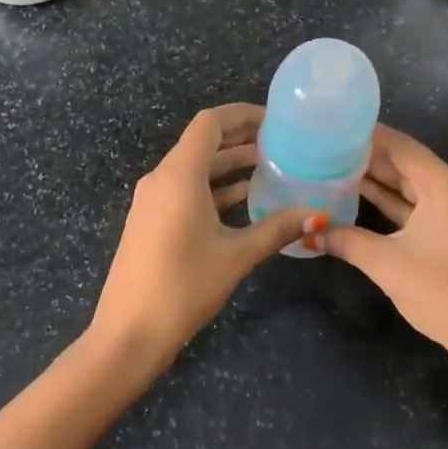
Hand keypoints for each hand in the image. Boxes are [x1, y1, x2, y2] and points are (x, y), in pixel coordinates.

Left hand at [90, 104, 324, 372]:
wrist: (128, 333)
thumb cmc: (183, 287)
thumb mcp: (235, 256)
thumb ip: (277, 229)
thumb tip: (318, 214)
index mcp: (179, 175)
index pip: (209, 123)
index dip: (242, 115)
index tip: (275, 121)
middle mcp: (161, 178)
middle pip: (202, 143)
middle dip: (241, 139)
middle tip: (282, 143)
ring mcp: (152, 200)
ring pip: (195, 169)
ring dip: (229, 166)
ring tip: (272, 168)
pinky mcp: (151, 221)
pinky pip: (185, 190)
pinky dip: (214, 189)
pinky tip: (246, 202)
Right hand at [321, 125, 447, 366]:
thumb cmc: (443, 292)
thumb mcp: (386, 263)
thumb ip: (345, 240)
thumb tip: (307, 232)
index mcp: (445, 185)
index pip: (399, 146)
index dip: (365, 135)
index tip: (331, 126)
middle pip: (406, 162)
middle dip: (366, 156)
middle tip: (324, 148)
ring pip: (411, 185)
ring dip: (377, 180)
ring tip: (334, 167)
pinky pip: (418, 205)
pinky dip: (392, 202)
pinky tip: (359, 197)